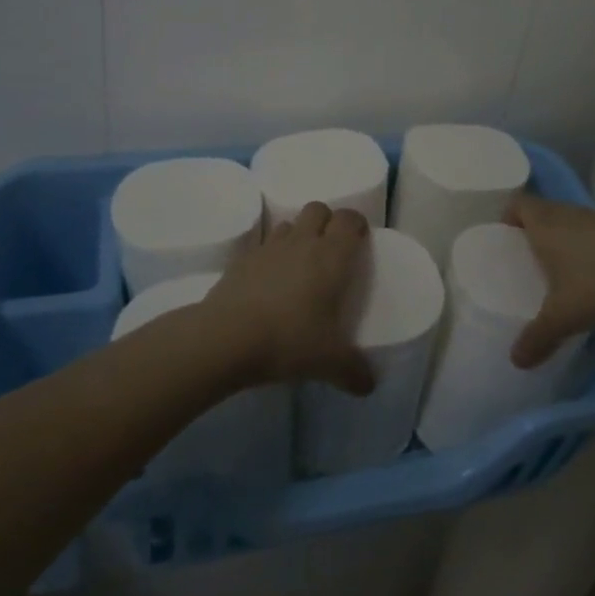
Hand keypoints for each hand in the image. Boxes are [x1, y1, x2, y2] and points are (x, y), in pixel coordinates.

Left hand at [204, 201, 376, 395]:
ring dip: (298, 236)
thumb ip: (353, 371)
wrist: (225, 337)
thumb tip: (369, 386)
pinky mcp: (241, 259)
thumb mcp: (328, 362)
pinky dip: (269, 255)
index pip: (349, 218)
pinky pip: (261, 246)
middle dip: (327, 222)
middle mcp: (302, 242)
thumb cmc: (288, 340)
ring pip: (289, 224)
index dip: (357, 224)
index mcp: (331, 256)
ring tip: (299, 265)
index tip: (360, 241)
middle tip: (331, 251)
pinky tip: (268, 281)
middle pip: (318, 209)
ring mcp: (268, 247)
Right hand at [505, 192, 594, 368]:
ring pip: (568, 218)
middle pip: (542, 209)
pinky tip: (592, 270)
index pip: (518, 203)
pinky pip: (591, 229)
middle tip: (527, 256)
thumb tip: (515, 361)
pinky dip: (585, 242)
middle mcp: (568, 214)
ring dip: (561, 234)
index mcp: (545, 224)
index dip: (508, 216)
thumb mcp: (562, 317)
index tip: (506, 238)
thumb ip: (536, 338)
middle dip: (532, 228)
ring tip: (559, 264)